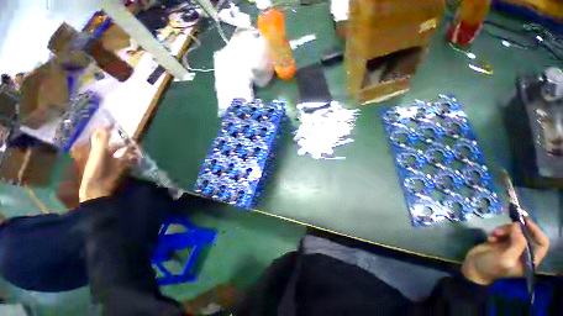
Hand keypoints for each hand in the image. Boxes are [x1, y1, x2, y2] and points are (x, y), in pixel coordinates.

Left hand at [76, 128, 137, 202]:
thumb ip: (102, 140)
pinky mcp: (121, 169)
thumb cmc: (96, 169)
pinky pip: (129, 161)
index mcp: (98, 150)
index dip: (108, 131)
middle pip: (116, 145)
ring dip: (130, 150)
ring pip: (124, 153)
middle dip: (124, 142)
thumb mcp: (98, 153)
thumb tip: (103, 125)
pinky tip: (138, 157)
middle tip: (132, 137)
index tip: (116, 124)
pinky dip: (134, 159)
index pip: (104, 138)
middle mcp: (106, 154)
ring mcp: (114, 162)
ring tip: (138, 147)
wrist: (99, 187)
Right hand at [462, 219, 548, 284]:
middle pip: (527, 234)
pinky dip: (498, 232)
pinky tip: (490, 237)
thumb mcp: (505, 258)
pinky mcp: (503, 242)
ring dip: (504, 230)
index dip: (536, 231)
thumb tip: (519, 225)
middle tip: (502, 229)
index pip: (542, 243)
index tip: (525, 222)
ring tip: (493, 234)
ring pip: (515, 231)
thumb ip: (516, 244)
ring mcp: (513, 246)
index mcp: (530, 260)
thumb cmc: (491, 267)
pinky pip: (505, 231)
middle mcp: (524, 252)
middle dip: (514, 230)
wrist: (474, 267)